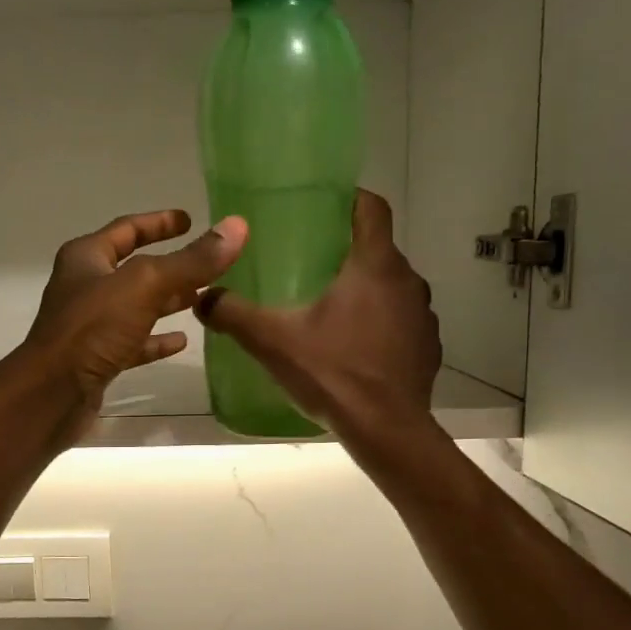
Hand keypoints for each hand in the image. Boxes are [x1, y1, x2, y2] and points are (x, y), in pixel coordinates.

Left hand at [16, 209, 247, 437]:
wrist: (51, 395)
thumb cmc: (92, 329)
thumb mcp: (145, 286)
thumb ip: (192, 260)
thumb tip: (236, 227)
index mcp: (87, 258)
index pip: (127, 229)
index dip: (159, 222)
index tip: (188, 219)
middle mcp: (85, 287)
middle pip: (134, 269)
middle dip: (171, 266)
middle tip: (208, 264)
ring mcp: (90, 325)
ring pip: (136, 306)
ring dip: (167, 302)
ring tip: (204, 300)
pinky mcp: (97, 359)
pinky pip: (133, 342)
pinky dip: (156, 340)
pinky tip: (181, 342)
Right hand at [197, 190, 439, 446]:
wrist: (387, 430)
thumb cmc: (333, 373)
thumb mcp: (273, 341)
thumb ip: (233, 314)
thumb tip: (202, 297)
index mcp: (375, 267)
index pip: (373, 209)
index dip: (351, 198)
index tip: (326, 204)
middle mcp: (408, 282)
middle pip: (380, 249)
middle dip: (349, 250)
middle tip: (312, 261)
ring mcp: (424, 317)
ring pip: (393, 287)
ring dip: (368, 289)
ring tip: (333, 307)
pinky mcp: (428, 348)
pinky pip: (403, 321)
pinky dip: (382, 323)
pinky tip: (356, 347)